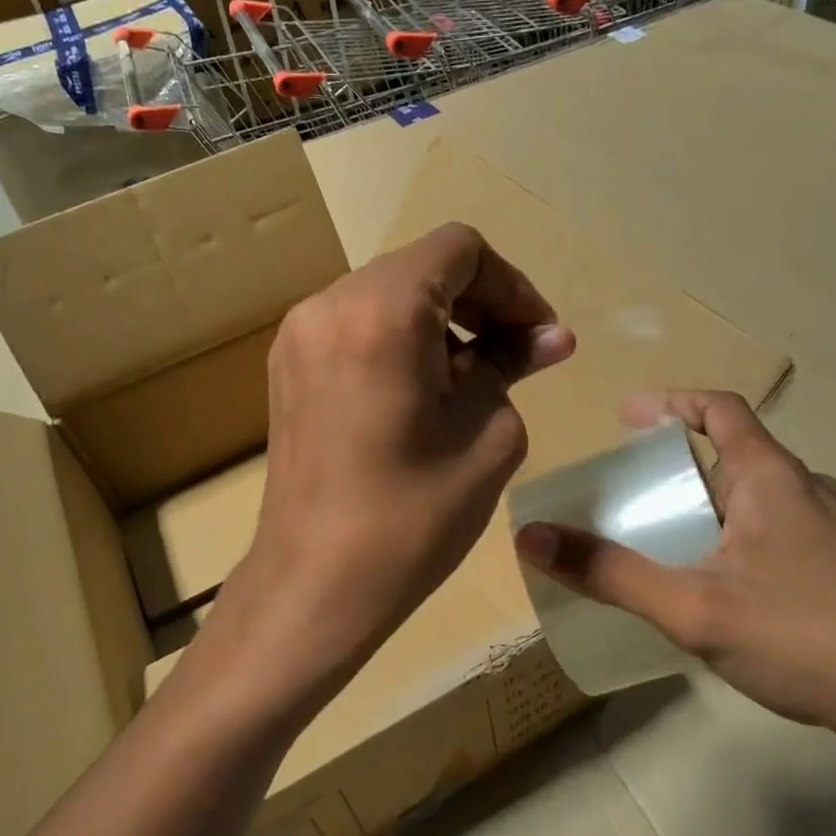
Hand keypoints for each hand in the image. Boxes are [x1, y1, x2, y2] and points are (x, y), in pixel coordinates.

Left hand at [230, 223, 574, 705]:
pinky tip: (423, 396)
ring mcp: (298, 337)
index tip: (538, 338)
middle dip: (479, 304)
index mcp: (381, 311)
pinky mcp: (288, 369)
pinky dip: (400, 343)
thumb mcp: (488, 435)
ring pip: (387, 298)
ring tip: (473, 383)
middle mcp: (328, 306)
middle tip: (517, 359)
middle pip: (420, 269)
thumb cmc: (413, 517)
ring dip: (440, 325)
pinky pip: (356, 329)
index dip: (512, 286)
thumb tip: (548, 336)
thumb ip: (512, 366)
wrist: (317, 585)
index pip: (459, 251)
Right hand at [514, 391, 835, 770]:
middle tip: (642, 498)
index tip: (629, 417)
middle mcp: (815, 491)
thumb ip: (610, 573)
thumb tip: (532, 538)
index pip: (722, 409)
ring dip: (720, 506)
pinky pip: (791, 532)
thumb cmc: (804, 641)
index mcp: (775, 480)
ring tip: (681, 545)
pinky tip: (739, 588)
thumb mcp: (692, 609)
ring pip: (768, 499)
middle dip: (685, 469)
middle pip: (740, 456)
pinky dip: (751, 537)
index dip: (672, 402)